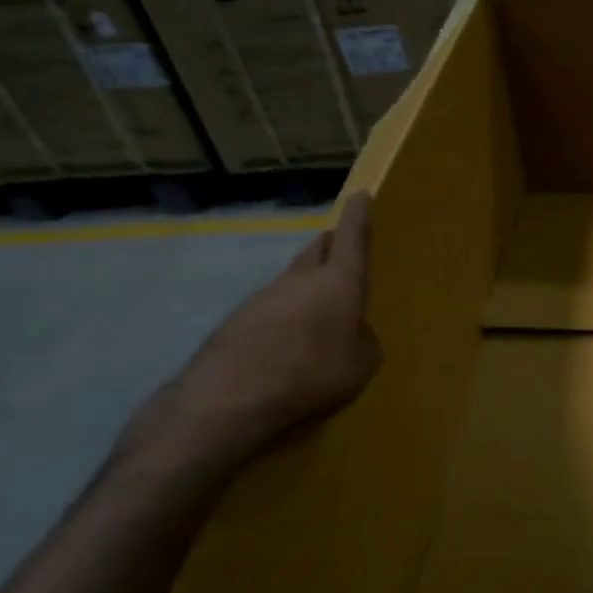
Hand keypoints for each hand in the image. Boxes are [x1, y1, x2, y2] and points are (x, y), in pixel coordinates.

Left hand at [162, 191, 383, 465]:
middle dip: (330, 247)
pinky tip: (285, 347)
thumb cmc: (313, 372)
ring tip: (316, 314)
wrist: (229, 398)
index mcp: (338, 281)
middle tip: (340, 249)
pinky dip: (282, 320)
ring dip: (305, 289)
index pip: (352, 237)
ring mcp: (262, 298)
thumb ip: (363, 340)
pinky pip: (269, 312)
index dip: (358, 215)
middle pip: (316, 252)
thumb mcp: (362, 363)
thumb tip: (351, 333)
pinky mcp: (235, 323)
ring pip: (291, 282)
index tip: (359, 194)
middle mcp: (299, 279)